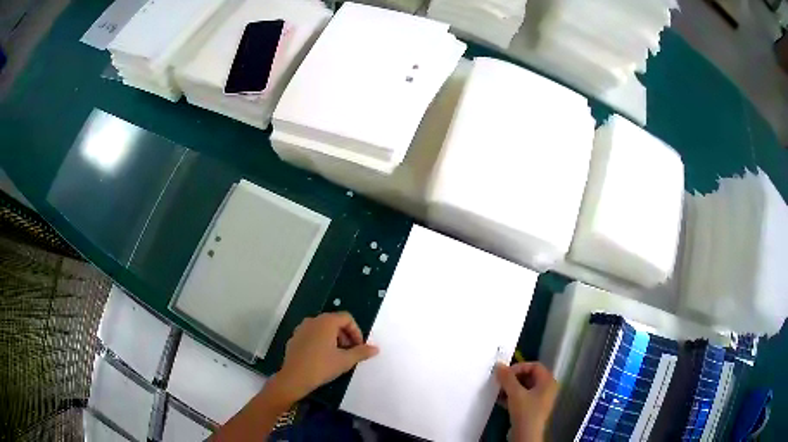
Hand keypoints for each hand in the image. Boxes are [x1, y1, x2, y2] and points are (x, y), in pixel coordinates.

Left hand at [272, 312, 378, 402]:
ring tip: (337, 356)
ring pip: (322, 329)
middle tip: (350, 352)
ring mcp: (301, 329)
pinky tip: (321, 358)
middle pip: (334, 322)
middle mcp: (312, 321)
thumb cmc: (321, 366)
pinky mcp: (294, 338)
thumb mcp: (345, 361)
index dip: (356, 331)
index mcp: (326, 322)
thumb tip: (375, 348)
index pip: (346, 318)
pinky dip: (320, 342)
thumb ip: (361, 352)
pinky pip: (311, 336)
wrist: (294, 378)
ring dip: (333, 339)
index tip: (359, 347)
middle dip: (345, 336)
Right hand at [495, 362, 557, 441]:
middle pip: (529, 376)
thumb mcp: (515, 393)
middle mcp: (547, 388)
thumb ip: (507, 378)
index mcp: (548, 381)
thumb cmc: (525, 411)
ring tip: (498, 390)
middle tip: (500, 381)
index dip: (519, 367)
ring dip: (510, 388)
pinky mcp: (532, 409)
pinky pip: (522, 397)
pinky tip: (500, 400)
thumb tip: (499, 365)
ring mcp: (540, 399)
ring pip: (524, 387)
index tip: (505, 373)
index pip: (534, 366)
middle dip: (513, 378)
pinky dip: (512, 396)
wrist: (526, 435)